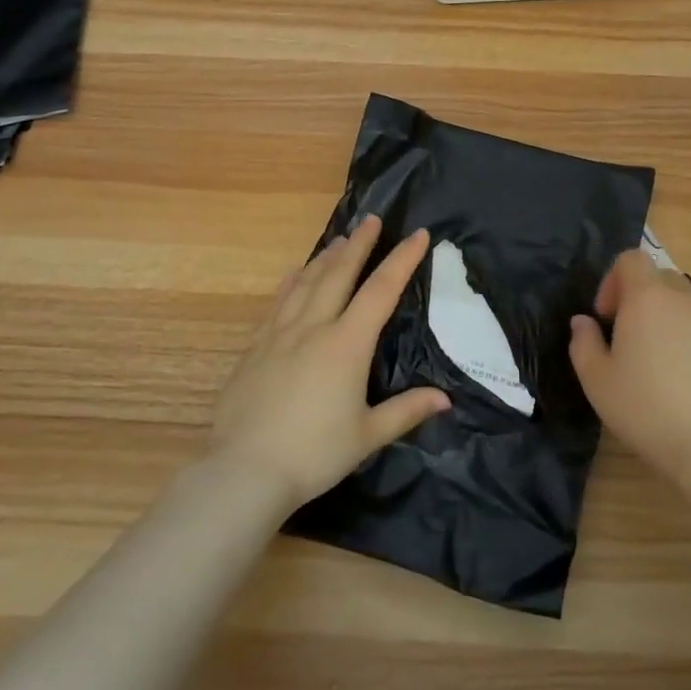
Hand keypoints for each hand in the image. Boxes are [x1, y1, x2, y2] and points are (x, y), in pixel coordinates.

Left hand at [211, 216, 448, 510]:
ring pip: (306, 282)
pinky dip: (292, 281)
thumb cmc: (314, 453)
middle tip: (371, 219)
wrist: (245, 470)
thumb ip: (406, 411)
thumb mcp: (367, 435)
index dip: (401, 260)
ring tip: (339, 238)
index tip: (417, 234)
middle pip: (339, 274)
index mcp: (346, 344)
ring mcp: (279, 334)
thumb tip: (444, 399)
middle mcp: (313, 327)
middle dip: (359, 244)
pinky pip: (278, 302)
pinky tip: (295, 273)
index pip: (381, 290)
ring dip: (326, 256)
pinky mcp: (255, 347)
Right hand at [569, 249, 690, 492]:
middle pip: (658, 278)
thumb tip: (583, 322)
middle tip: (626, 339)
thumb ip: (583, 343)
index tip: (606, 318)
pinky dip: (688, 342)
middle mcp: (684, 299)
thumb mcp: (597, 381)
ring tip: (655, 364)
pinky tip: (683, 382)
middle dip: (638, 299)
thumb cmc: (648, 408)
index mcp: (647, 297)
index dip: (612, 281)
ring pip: (683, 305)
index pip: (630, 259)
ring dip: (664, 321)